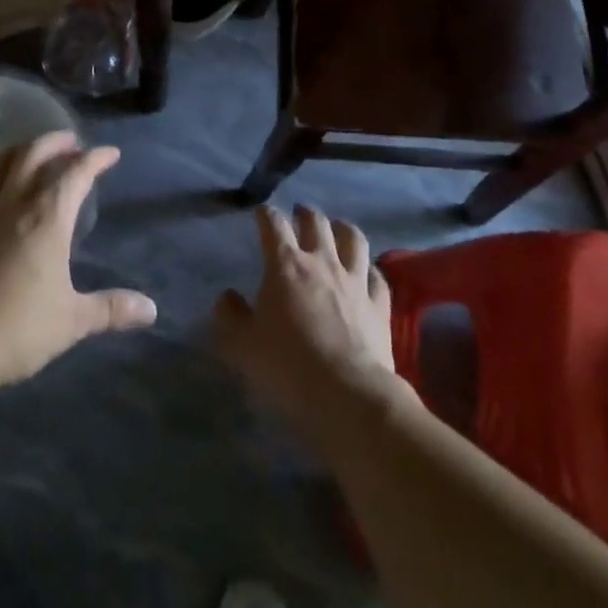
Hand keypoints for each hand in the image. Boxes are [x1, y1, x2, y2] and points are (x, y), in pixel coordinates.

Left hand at [0, 131, 156, 397]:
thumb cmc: (17, 328)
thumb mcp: (71, 321)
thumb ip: (110, 309)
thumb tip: (151, 309)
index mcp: (47, 217)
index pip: (76, 172)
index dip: (96, 158)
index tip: (111, 153)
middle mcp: (15, 205)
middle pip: (34, 154)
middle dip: (56, 142)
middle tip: (73, 142)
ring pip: (3, 165)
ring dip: (24, 151)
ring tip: (37, 154)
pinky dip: (2, 177)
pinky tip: (7, 197)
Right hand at [214, 206, 406, 442]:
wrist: (347, 394)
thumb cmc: (287, 367)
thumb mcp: (242, 346)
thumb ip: (230, 316)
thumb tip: (228, 296)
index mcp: (285, 265)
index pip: (273, 224)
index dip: (266, 214)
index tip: (261, 214)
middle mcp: (322, 261)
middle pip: (316, 221)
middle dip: (305, 213)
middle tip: (299, 214)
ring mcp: (355, 280)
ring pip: (353, 238)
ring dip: (342, 229)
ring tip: (337, 230)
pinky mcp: (379, 303)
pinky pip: (377, 276)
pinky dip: (370, 270)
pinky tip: (367, 274)